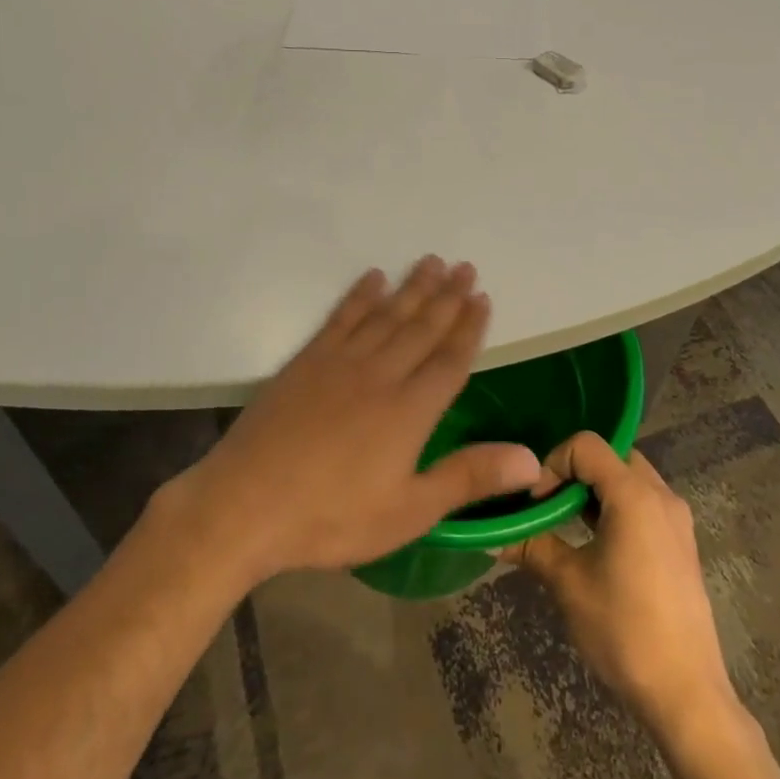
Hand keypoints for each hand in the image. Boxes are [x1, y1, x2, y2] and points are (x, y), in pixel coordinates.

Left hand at [158, 258, 542, 586]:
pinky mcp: (307, 361)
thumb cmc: (332, 517)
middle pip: (422, 327)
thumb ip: (469, 477)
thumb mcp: (409, 511)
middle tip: (465, 266)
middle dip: (447, 297)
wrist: (247, 504)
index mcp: (411, 410)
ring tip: (432, 262)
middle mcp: (381, 374)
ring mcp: (341, 362)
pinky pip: (341, 318)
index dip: (470, 328)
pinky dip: (360, 295)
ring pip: (387, 315)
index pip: (450, 359)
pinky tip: (373, 278)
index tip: (483, 298)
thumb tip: (532, 460)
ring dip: (412, 287)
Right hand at [500, 432, 733, 731]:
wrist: (688, 695)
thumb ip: (531, 546)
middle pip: (610, 455)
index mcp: (635, 495)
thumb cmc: (625, 630)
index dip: (552, 463)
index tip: (535, 501)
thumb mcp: (568, 584)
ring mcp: (676, 519)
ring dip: (594, 489)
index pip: (586, 445)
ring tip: (565, 523)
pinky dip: (614, 506)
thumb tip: (492, 535)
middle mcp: (661, 495)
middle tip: (548, 505)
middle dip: (573, 472)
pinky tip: (595, 542)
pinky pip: (643, 502)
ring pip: (627, 478)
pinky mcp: (681, 543)